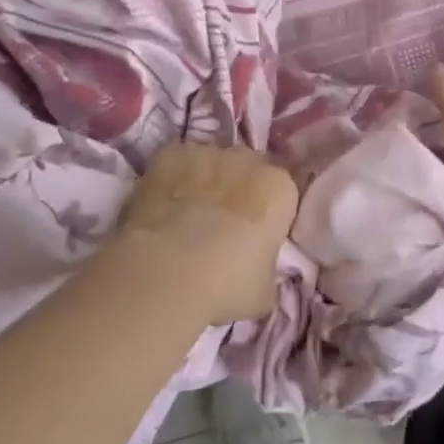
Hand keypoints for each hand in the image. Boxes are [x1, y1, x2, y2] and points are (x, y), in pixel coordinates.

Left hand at [111, 143, 297, 324]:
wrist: (167, 272)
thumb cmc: (228, 283)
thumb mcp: (265, 290)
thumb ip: (267, 268)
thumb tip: (258, 269)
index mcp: (280, 188)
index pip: (281, 194)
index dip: (267, 214)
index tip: (254, 236)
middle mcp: (248, 161)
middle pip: (247, 170)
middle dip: (238, 191)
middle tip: (221, 226)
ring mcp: (206, 154)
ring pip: (211, 164)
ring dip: (205, 183)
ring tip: (185, 217)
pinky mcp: (169, 155)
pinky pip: (177, 164)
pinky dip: (172, 181)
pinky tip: (161, 207)